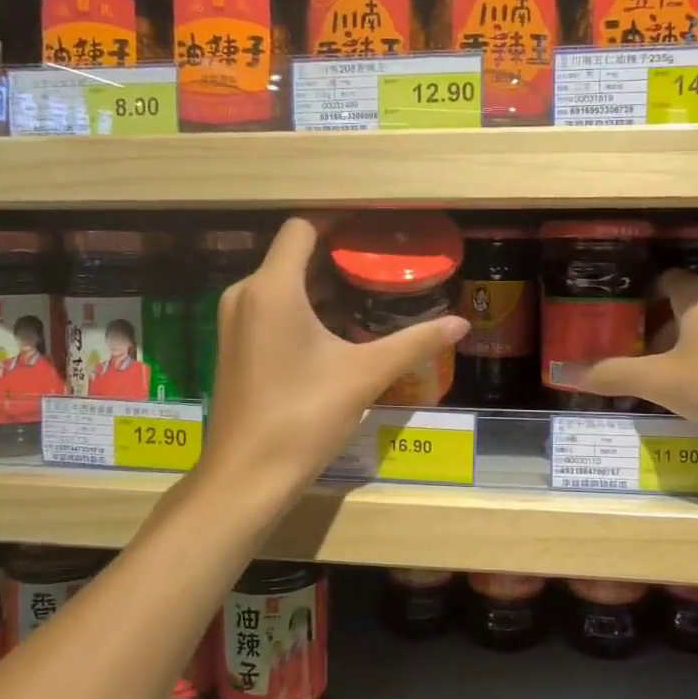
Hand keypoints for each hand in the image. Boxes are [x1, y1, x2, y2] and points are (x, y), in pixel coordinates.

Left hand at [198, 217, 468, 497]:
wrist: (245, 477)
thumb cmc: (303, 417)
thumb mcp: (365, 375)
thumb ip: (415, 343)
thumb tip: (462, 323)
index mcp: (272, 289)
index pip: (301, 228)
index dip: (337, 221)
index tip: (373, 228)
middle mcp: (245, 295)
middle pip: (292, 254)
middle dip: (336, 256)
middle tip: (382, 263)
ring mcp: (235, 322)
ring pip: (281, 284)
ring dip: (321, 285)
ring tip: (367, 294)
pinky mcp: (235, 347)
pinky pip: (270, 308)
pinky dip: (302, 308)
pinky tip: (336, 330)